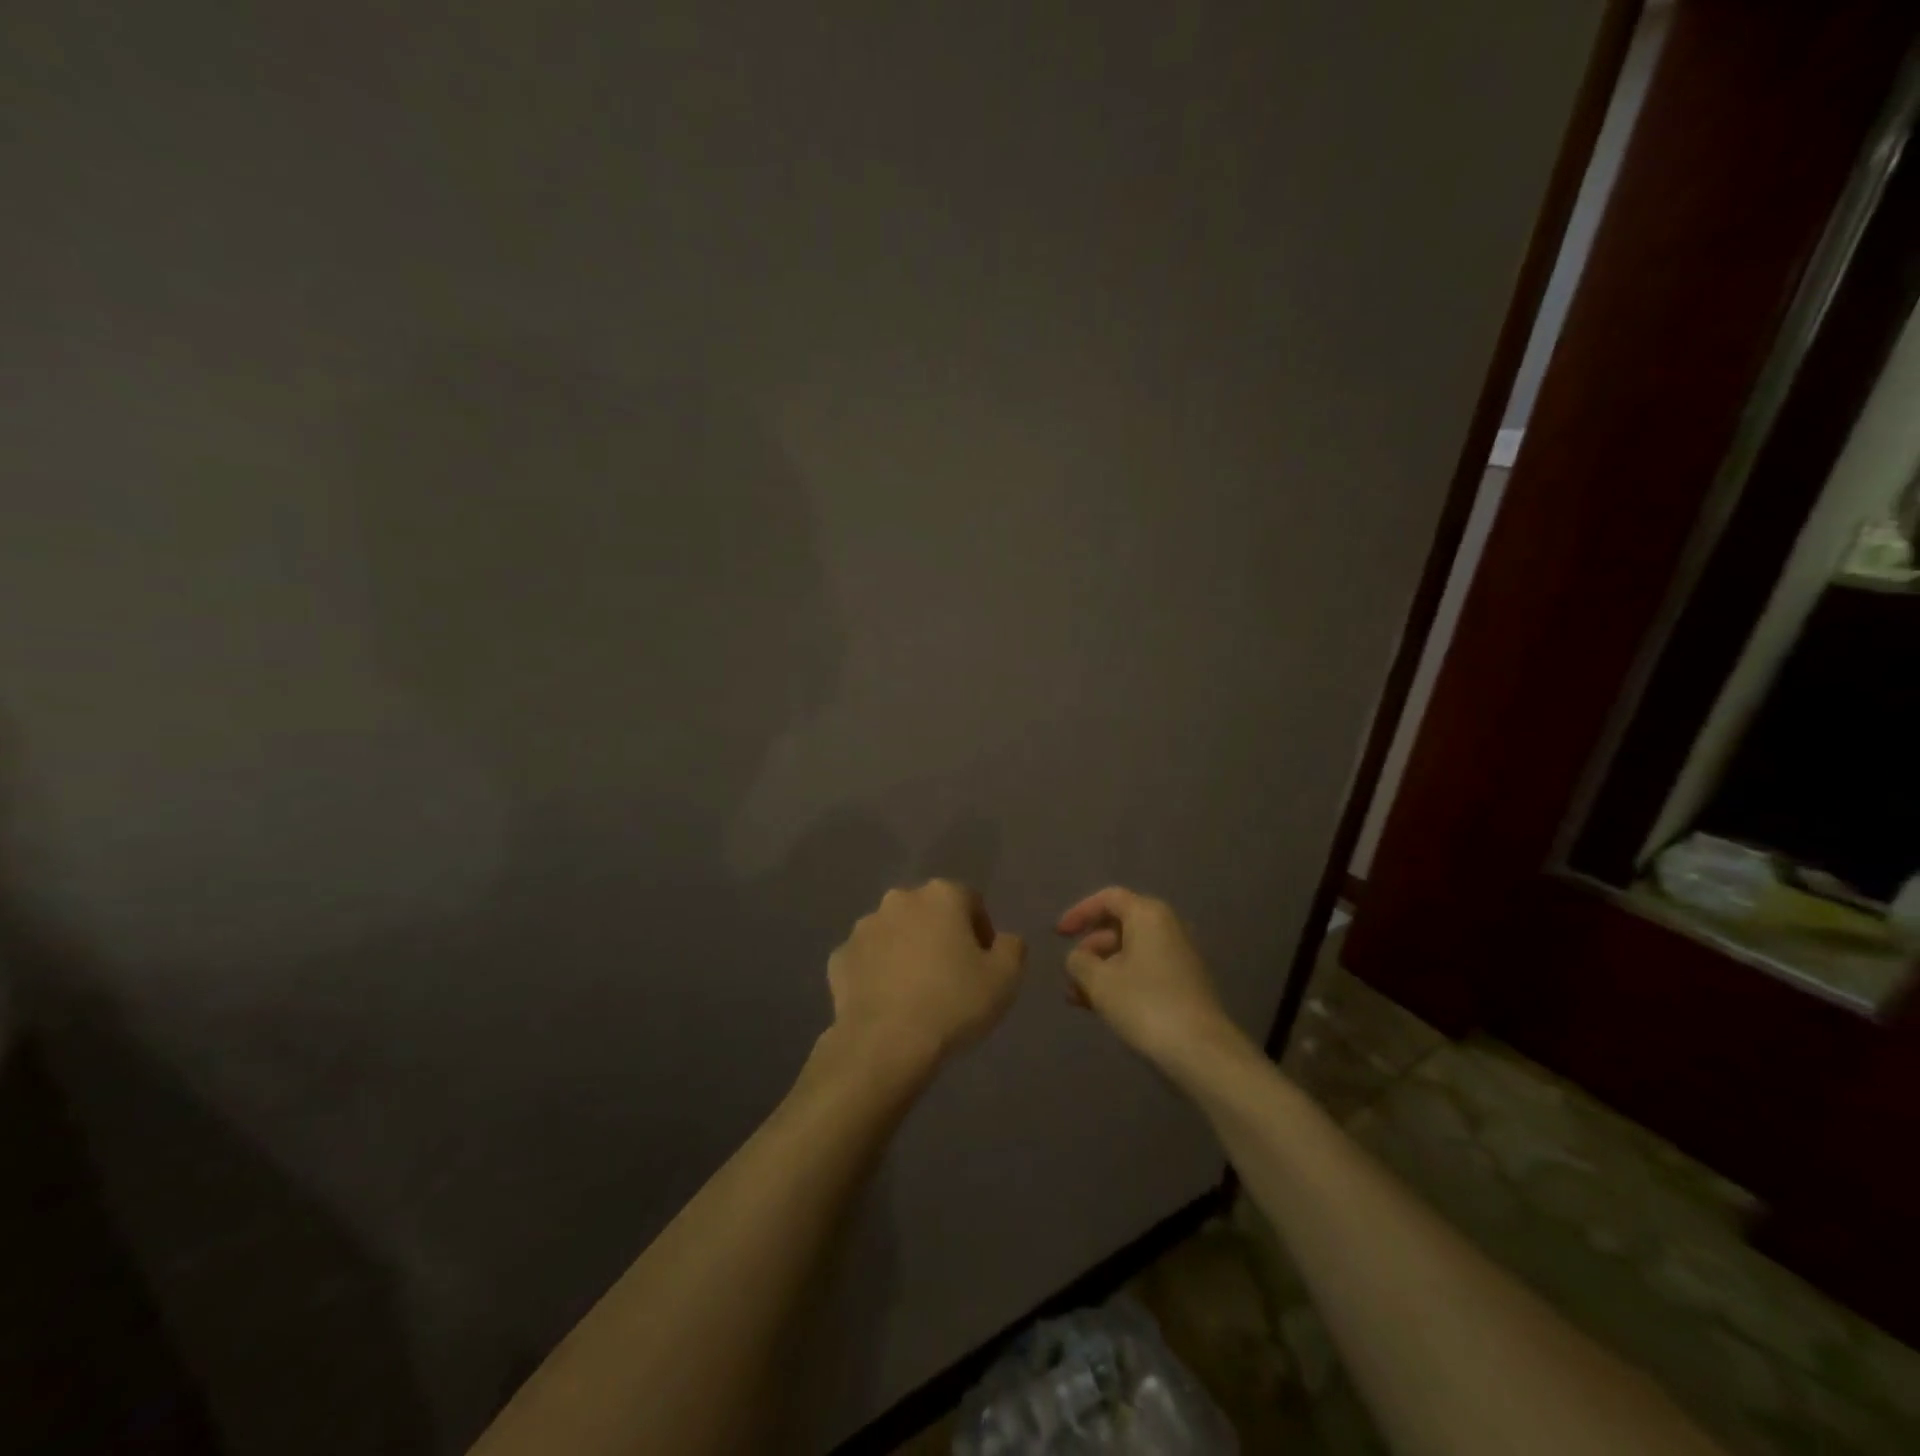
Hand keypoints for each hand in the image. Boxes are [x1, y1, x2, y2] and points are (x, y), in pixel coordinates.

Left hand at [825, 880, 1025, 1070]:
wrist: (886, 1043)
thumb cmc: (953, 1003)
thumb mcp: (1005, 978)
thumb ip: (1012, 948)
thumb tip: (1004, 940)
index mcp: (941, 895)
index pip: (970, 901)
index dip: (981, 931)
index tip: (984, 964)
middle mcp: (899, 899)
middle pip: (929, 912)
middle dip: (940, 935)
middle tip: (951, 976)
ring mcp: (864, 927)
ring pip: (894, 932)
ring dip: (906, 950)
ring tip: (917, 992)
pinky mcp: (839, 957)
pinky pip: (867, 959)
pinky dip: (877, 973)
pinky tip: (888, 1002)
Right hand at [1057, 886, 1243, 1069]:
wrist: (1201, 1052)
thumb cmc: (1145, 1005)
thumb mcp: (1099, 981)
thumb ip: (1079, 961)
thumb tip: (1078, 958)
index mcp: (1148, 915)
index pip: (1108, 899)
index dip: (1079, 913)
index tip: (1058, 935)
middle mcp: (1167, 927)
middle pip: (1118, 926)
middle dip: (1089, 949)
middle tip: (1069, 974)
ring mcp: (1179, 956)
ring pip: (1129, 953)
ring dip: (1101, 971)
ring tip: (1077, 998)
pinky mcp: (1184, 984)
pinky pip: (1143, 972)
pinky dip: (1120, 983)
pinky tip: (1100, 1007)